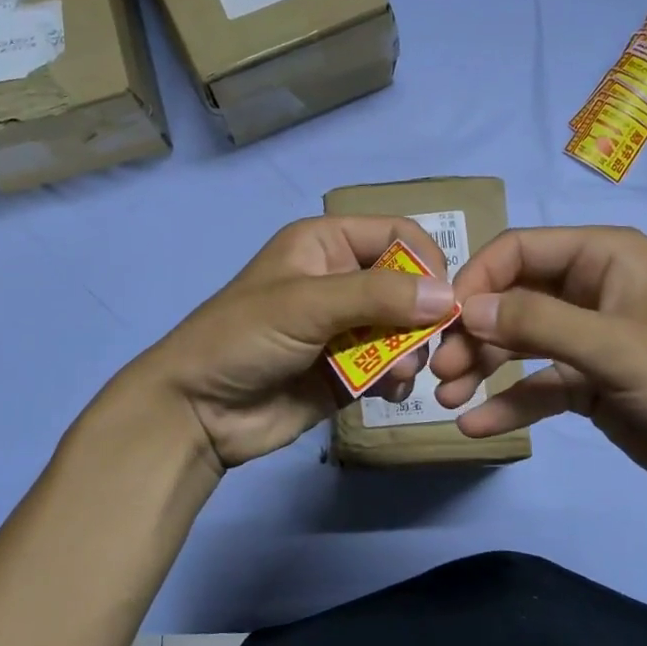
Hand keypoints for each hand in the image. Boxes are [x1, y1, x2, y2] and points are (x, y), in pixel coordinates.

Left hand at [127, 215, 453, 475]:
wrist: (197, 411)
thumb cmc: (243, 338)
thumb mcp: (307, 304)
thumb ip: (377, 296)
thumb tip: (448, 295)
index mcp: (327, 244)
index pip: (397, 234)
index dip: (426, 261)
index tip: (443, 299)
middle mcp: (341, 279)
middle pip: (408, 285)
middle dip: (422, 316)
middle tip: (424, 348)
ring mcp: (346, 327)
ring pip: (405, 329)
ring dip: (412, 350)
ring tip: (397, 374)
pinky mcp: (348, 369)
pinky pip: (391, 365)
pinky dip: (398, 377)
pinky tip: (389, 392)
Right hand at [430, 226, 646, 504]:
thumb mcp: (615, 347)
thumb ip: (538, 323)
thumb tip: (467, 308)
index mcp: (603, 257)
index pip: (520, 250)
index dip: (477, 280)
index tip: (444, 320)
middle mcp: (589, 289)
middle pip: (511, 297)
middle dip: (474, 332)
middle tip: (440, 371)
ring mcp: (586, 337)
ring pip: (517, 342)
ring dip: (480, 367)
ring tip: (446, 399)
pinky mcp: (587, 382)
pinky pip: (535, 385)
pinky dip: (506, 402)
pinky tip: (475, 426)